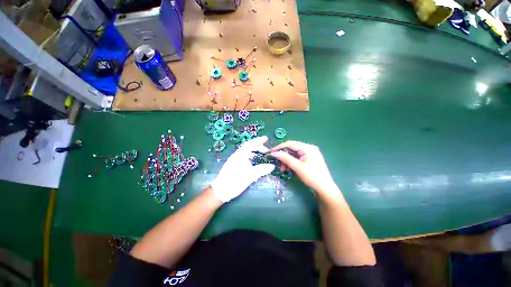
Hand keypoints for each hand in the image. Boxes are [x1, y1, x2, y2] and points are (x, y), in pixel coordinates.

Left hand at [211, 136, 274, 202]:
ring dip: (254, 153)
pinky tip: (254, 163)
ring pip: (246, 153)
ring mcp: (235, 161)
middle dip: (258, 147)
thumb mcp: (249, 176)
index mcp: (239, 155)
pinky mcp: (234, 166)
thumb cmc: (234, 182)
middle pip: (248, 148)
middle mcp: (236, 156)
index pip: (250, 144)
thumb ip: (261, 170)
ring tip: (262, 156)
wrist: (220, 192)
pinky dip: (251, 158)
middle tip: (266, 151)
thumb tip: (272, 166)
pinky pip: (245, 158)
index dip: (258, 140)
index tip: (266, 138)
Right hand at [270, 141, 340, 198]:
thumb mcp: (297, 167)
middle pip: (291, 149)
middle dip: (283, 156)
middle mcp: (308, 148)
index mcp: (307, 148)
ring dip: (286, 160)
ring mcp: (309, 154)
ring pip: (293, 154)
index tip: (271, 152)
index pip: (290, 144)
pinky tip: (287, 168)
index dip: (279, 147)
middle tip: (276, 162)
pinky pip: (297, 158)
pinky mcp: (308, 159)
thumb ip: (285, 158)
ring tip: (282, 168)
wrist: (325, 189)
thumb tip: (274, 153)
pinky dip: (291, 163)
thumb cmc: (312, 176)